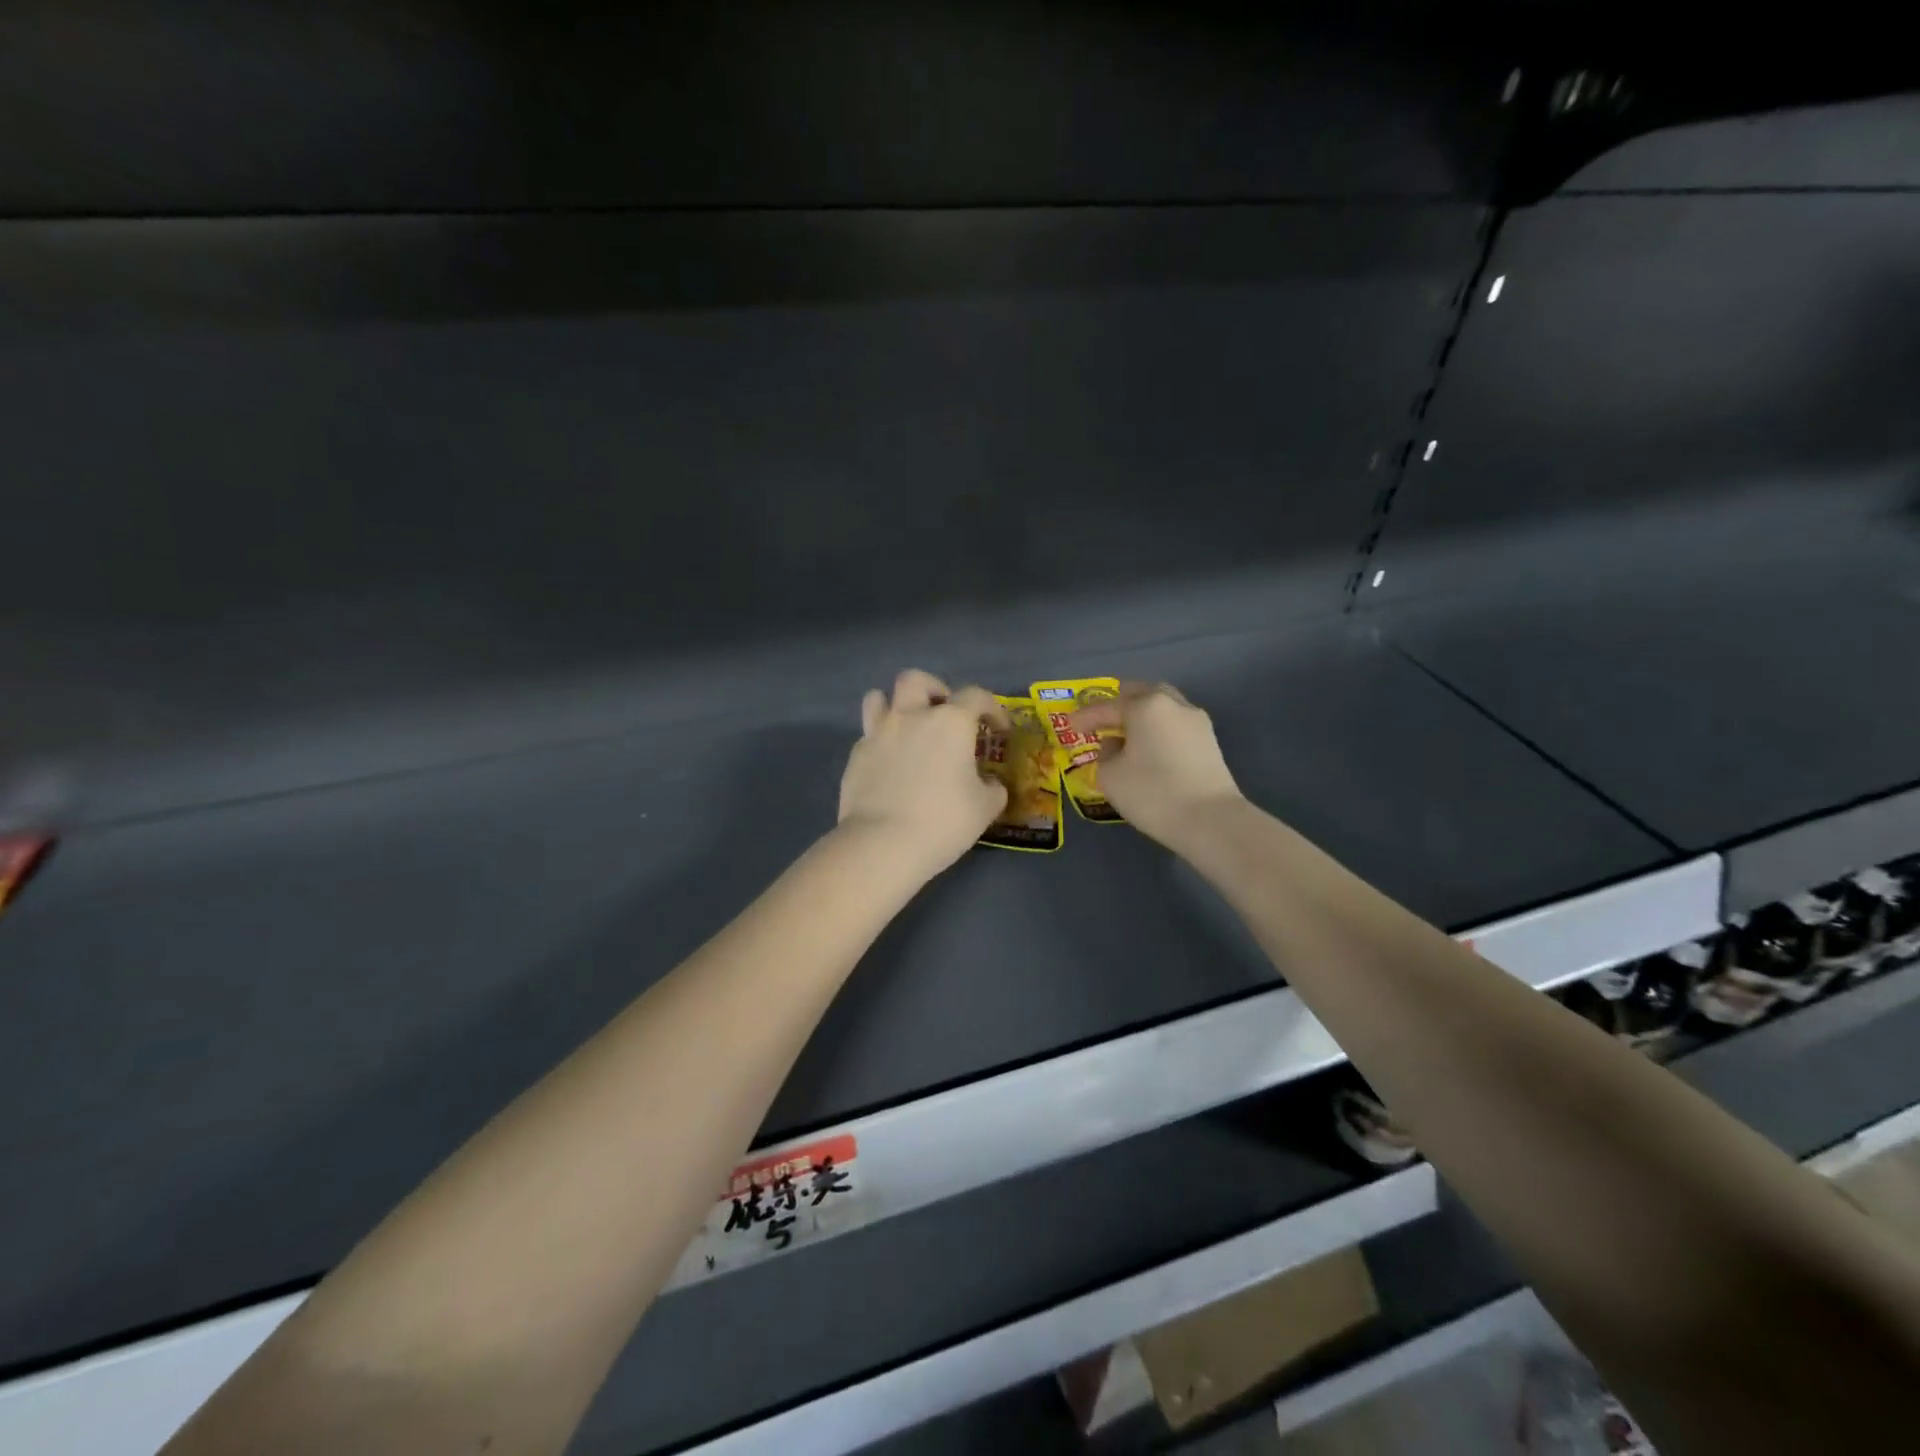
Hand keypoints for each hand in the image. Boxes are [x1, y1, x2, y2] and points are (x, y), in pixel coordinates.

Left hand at [838, 669, 1009, 878]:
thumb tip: (990, 784)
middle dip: (933, 689)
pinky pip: (868, 736)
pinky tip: (889, 766)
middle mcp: (911, 716)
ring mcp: (878, 733)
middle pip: (916, 680)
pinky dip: (881, 743)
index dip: (992, 709)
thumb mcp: (984, 809)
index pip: (976, 696)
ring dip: (895, 706)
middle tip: (943, 714)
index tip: (998, 731)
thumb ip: (993, 789)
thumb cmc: (943, 822)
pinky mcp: (855, 756)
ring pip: (878, 698)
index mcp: (950, 722)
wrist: (882, 844)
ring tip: (907, 729)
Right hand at [1069, 682, 1243, 850]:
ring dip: (1142, 717)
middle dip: (1120, 704)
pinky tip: (1148, 749)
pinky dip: (1158, 731)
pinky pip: (1175, 726)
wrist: (1211, 821)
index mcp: (1146, 706)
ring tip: (1125, 736)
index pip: (1107, 706)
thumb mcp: (1110, 776)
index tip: (1069, 726)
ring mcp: (1196, 722)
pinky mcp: (1210, 742)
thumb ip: (1106, 754)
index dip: (1085, 717)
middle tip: (1103, 719)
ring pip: (1162, 708)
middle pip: (1142, 694)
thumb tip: (1116, 745)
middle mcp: (1173, 705)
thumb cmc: (1153, 793)